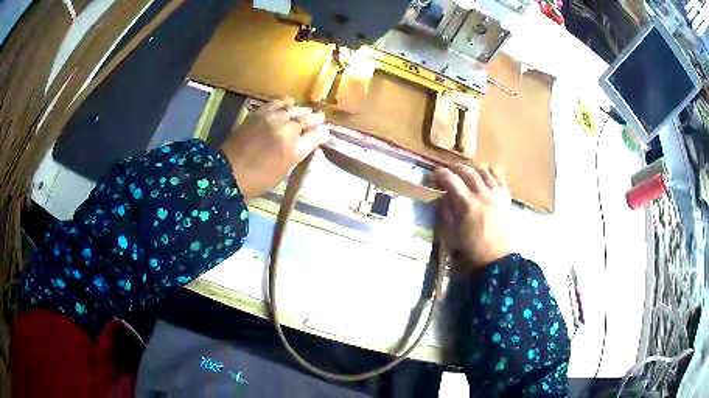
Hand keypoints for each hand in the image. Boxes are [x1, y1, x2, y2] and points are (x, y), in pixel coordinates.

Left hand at [220, 98, 329, 198]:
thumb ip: (299, 152)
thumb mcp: (284, 170)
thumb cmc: (259, 178)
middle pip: (306, 118)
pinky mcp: (259, 114)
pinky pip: (276, 103)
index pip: (316, 134)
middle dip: (314, 118)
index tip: (325, 132)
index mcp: (294, 148)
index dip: (322, 132)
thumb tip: (311, 140)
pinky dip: (284, 102)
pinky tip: (288, 102)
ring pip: (293, 108)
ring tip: (305, 112)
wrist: (229, 172)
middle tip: (319, 119)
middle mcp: (286, 129)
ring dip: (301, 110)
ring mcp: (272, 119)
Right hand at [433, 164, 511, 271]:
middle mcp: (482, 194)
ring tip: (467, 170)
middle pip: (467, 171)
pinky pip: (500, 177)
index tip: (435, 172)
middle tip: (448, 169)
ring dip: (473, 167)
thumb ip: (446, 213)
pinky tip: (487, 172)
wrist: (497, 259)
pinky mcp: (506, 197)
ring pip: (484, 171)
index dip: (441, 173)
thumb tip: (442, 197)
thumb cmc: (472, 249)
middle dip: (456, 167)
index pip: (451, 180)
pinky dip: (492, 171)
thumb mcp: (452, 234)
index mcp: (467, 204)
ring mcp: (496, 194)